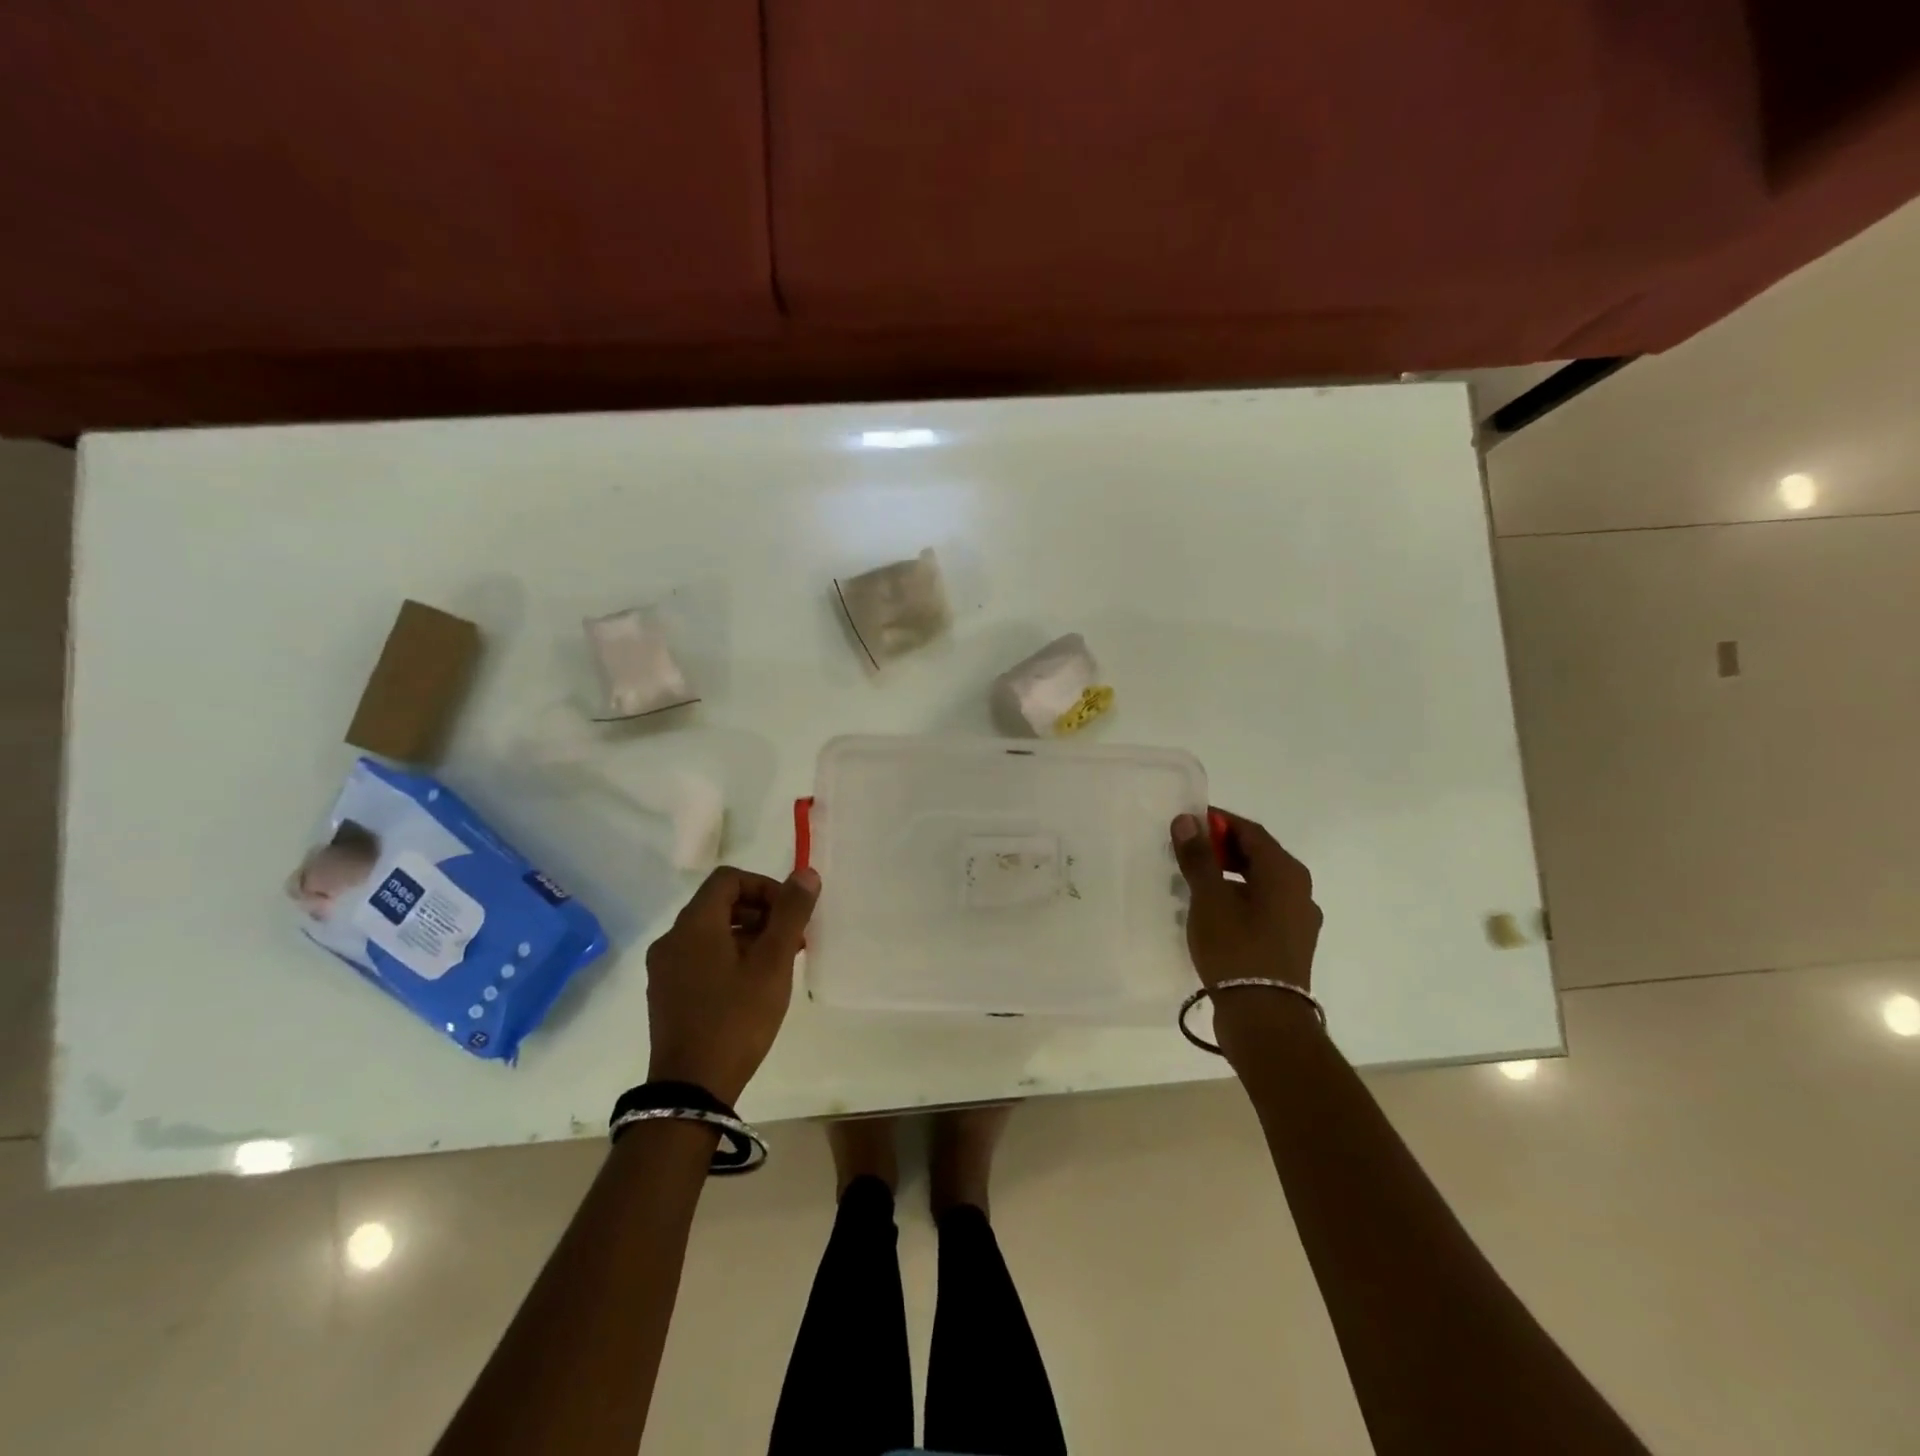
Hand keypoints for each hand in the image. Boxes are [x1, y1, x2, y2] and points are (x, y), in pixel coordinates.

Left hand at [644, 866, 819, 1105]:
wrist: (691, 1089)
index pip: (729, 879)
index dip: (764, 887)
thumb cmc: (737, 1018)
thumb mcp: (773, 963)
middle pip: (719, 903)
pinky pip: (700, 956)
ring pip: (711, 932)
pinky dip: (728, 956)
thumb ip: (790, 913)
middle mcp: (672, 938)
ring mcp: (664, 968)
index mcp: (694, 924)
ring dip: (747, 935)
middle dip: (760, 913)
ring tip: (777, 965)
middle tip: (791, 941)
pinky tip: (751, 986)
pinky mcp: (666, 993)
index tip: (790, 915)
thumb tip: (806, 873)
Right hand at [1171, 810, 1322, 1056]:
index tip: (1186, 822)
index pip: (1250, 831)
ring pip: (1259, 883)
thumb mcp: (1209, 899)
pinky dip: (1237, 899)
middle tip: (1185, 851)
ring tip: (1193, 882)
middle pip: (1257, 855)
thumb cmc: (1236, 949)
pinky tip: (1212, 913)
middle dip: (1221, 848)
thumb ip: (1198, 857)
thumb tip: (1187, 820)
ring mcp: (1298, 919)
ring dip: (1227, 875)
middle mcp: (1299, 890)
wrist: (1265, 1018)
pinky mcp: (1290, 943)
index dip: (1217, 821)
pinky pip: (1262, 907)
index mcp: (1285, 872)